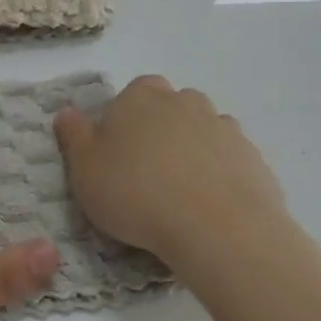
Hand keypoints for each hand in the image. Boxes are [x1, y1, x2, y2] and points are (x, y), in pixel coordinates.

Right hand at [54, 75, 292, 266]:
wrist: (217, 228)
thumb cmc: (136, 193)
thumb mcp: (84, 169)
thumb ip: (74, 136)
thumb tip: (67, 113)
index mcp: (140, 97)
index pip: (132, 92)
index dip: (124, 118)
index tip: (117, 150)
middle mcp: (184, 102)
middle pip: (170, 107)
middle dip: (160, 130)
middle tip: (146, 171)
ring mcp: (223, 128)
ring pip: (202, 130)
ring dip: (191, 150)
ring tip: (179, 191)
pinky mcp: (253, 158)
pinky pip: (228, 159)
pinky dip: (219, 173)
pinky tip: (207, 203)